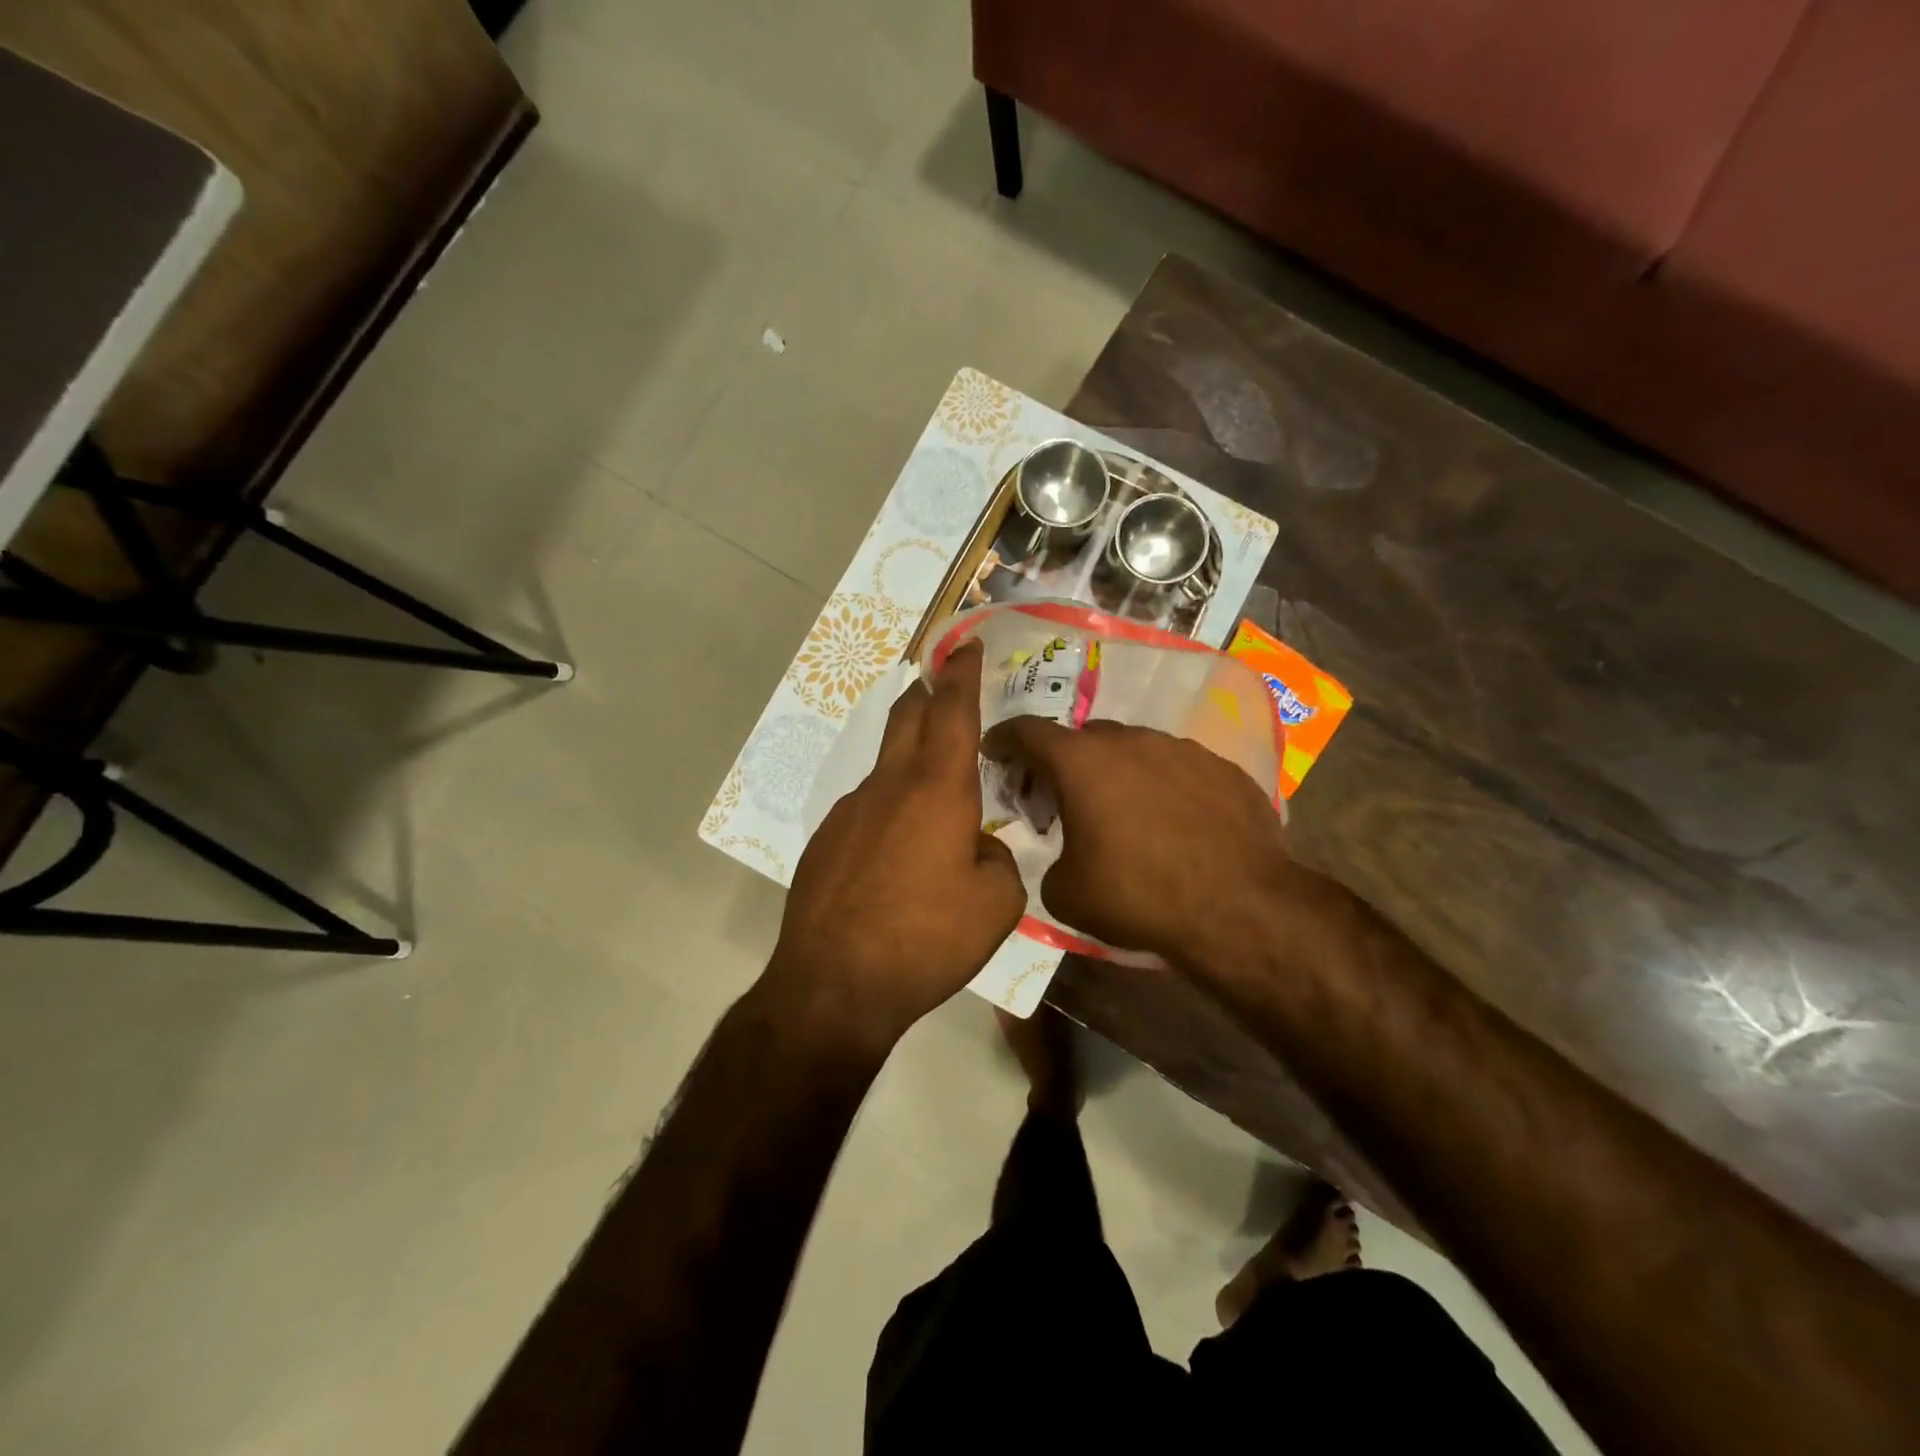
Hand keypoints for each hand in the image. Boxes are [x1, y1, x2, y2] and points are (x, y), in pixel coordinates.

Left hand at [768, 641, 1025, 1049]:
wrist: (834, 985)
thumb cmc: (926, 939)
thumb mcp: (996, 905)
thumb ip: (998, 861)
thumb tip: (978, 848)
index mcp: (938, 790)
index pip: (953, 711)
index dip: (962, 673)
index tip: (965, 645)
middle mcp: (889, 786)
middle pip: (907, 717)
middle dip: (928, 693)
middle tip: (944, 686)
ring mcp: (849, 811)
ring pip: (886, 767)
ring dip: (910, 761)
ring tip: (933, 798)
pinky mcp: (825, 841)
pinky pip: (866, 809)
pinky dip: (888, 810)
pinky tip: (896, 855)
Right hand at [982, 717, 1305, 965]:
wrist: (1239, 908)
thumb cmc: (1138, 896)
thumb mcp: (1066, 893)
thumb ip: (1049, 860)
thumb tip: (1065, 855)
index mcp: (1081, 762)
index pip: (1027, 731)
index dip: (1003, 738)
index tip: (994, 750)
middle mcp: (1130, 741)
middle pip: (1083, 738)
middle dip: (1065, 760)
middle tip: (1061, 793)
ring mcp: (1181, 749)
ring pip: (1134, 749)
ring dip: (1118, 771)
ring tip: (1123, 810)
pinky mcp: (1221, 768)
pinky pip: (1177, 768)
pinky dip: (1163, 786)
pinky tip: (1173, 822)